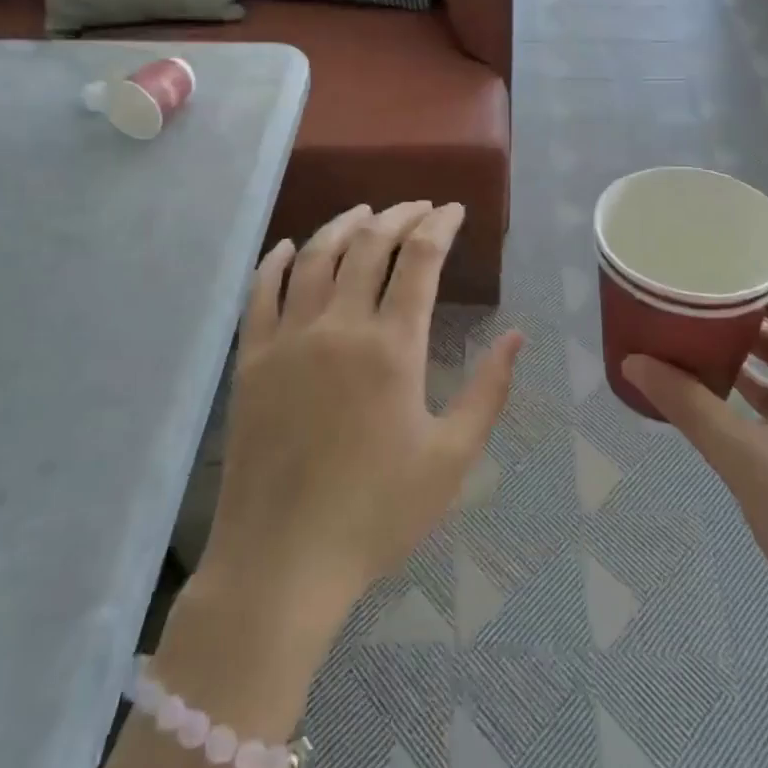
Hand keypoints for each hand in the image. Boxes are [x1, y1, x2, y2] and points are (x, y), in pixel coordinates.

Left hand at [199, 202, 524, 621]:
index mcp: (391, 347)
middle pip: (369, 245)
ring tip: (365, 211)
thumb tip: (516, 337)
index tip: (454, 210)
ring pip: (314, 256)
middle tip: (419, 207)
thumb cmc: (377, 513)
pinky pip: (260, 292)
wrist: (284, 560)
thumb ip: (487, 392)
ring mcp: (288, 338)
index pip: (419, 260)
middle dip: (399, 215)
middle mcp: (338, 326)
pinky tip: (288, 246)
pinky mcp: (252, 358)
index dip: (439, 226)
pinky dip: (275, 261)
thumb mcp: (451, 459)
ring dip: (343, 225)